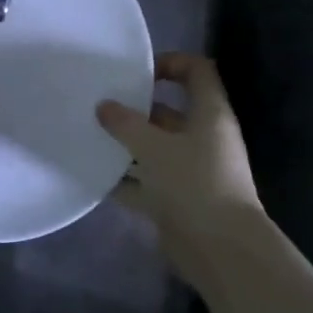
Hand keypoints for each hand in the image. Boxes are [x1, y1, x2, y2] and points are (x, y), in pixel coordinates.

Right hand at [97, 52, 266, 283]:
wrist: (221, 251)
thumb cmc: (193, 184)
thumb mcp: (154, 147)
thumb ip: (126, 124)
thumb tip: (104, 106)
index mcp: (209, 114)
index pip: (196, 71)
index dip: (170, 62)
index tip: (136, 71)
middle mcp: (204, 138)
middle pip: (169, 111)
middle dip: (136, 107)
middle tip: (100, 104)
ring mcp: (192, 170)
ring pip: (156, 148)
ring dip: (127, 144)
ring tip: (91, 136)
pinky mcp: (179, 200)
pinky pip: (148, 181)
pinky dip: (125, 179)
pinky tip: (95, 176)